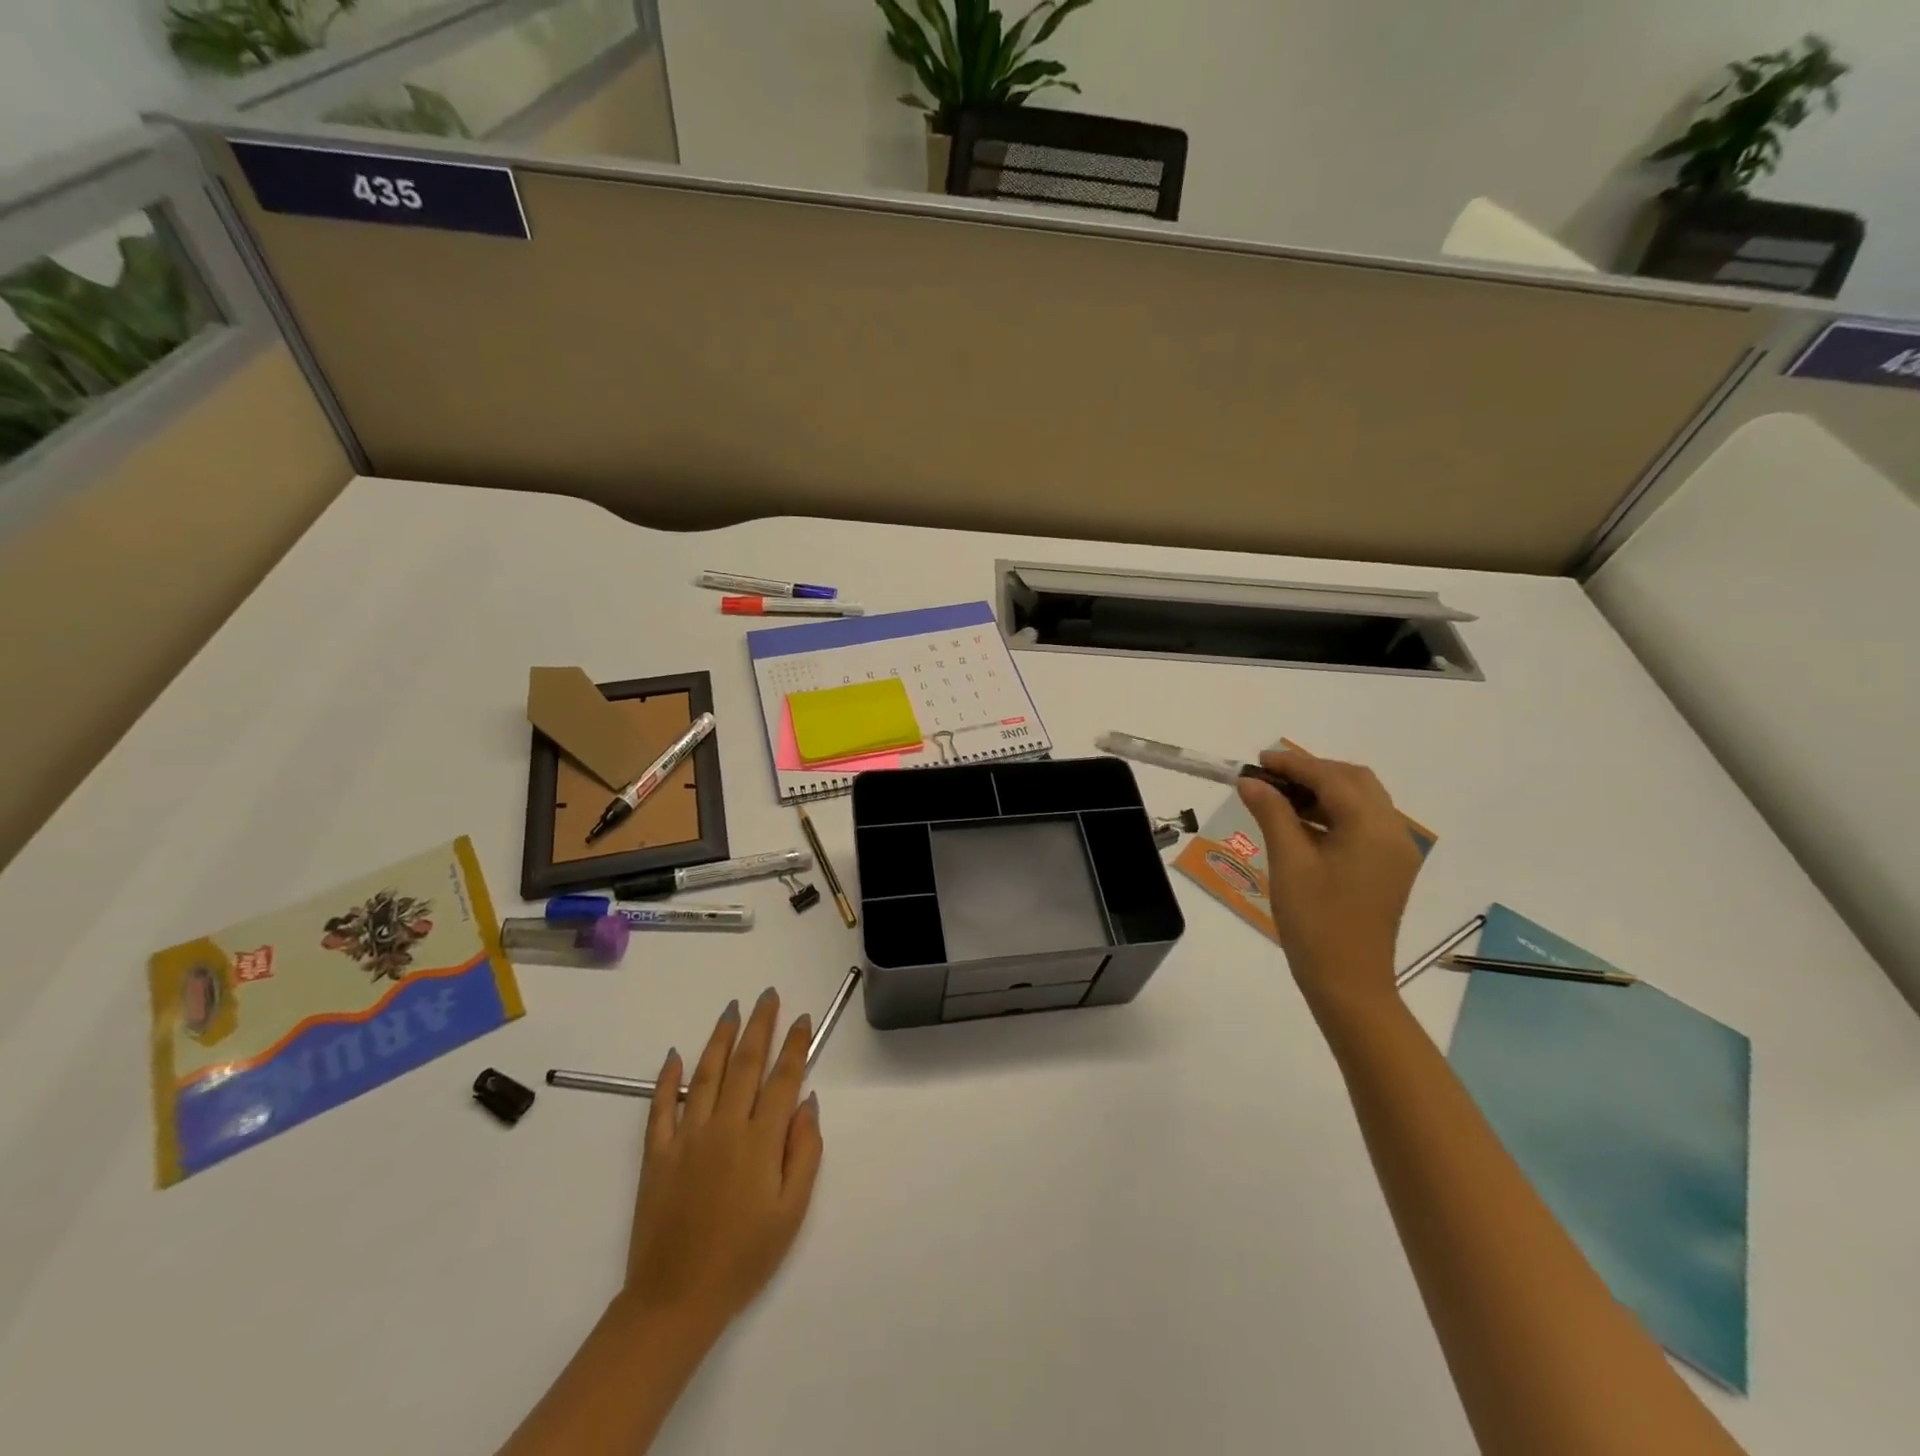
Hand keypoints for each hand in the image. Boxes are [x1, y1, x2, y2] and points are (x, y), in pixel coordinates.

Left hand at [620, 989, 824, 1335]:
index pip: (783, 1078)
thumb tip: (808, 1103)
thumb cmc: (744, 1257)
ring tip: (732, 1010)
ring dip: (721, 1038)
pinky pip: (661, 1106)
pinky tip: (675, 1054)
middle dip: (759, 1025)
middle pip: (745, 1063)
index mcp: (760, 1141)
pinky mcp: (657, 1153)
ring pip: (706, 1073)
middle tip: (767, 995)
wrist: (675, 1299)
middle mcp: (724, 1127)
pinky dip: (668, 1078)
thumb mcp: (791, 1211)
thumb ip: (804, 1152)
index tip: (801, 1019)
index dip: (794, 1046)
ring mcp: (687, 1136)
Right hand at [1236, 747, 1422, 1013]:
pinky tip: (1300, 821)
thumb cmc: (1315, 921)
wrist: (1349, 982)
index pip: (1332, 778)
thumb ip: (1272, 813)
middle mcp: (1393, 831)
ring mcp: (1394, 851)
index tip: (1257, 761)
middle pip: (1354, 781)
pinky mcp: (1388, 867)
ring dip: (1323, 790)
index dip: (1293, 764)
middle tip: (1269, 776)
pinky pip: (1362, 823)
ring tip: (1278, 796)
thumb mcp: (1288, 862)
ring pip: (1361, 800)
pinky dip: (1333, 812)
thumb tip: (1251, 781)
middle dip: (1312, 771)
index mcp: (1371, 827)